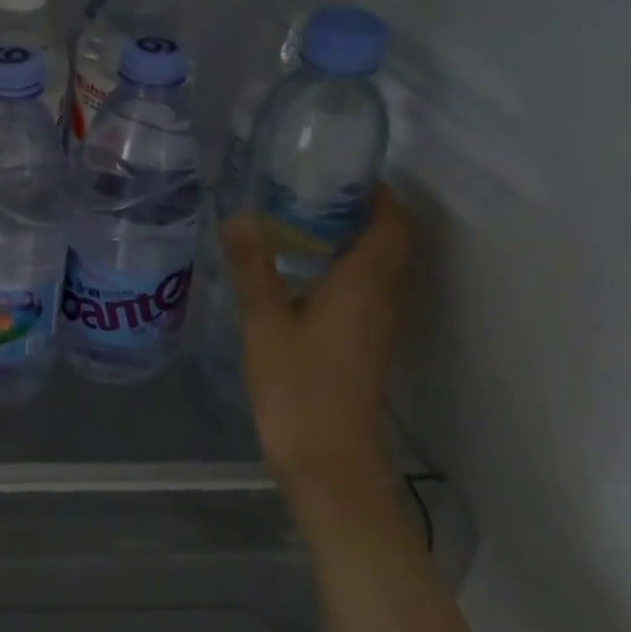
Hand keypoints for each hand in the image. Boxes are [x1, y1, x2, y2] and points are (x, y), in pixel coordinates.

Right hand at [218, 185, 411, 489]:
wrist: (326, 458)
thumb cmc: (298, 384)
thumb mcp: (264, 319)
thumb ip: (253, 266)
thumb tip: (238, 217)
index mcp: (365, 284)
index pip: (392, 225)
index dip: (380, 195)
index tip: (345, 173)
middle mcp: (383, 299)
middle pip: (391, 243)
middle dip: (363, 212)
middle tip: (313, 190)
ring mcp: (378, 325)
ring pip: (380, 268)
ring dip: (354, 240)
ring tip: (303, 220)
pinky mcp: (366, 344)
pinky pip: (367, 290)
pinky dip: (346, 268)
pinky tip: (303, 271)